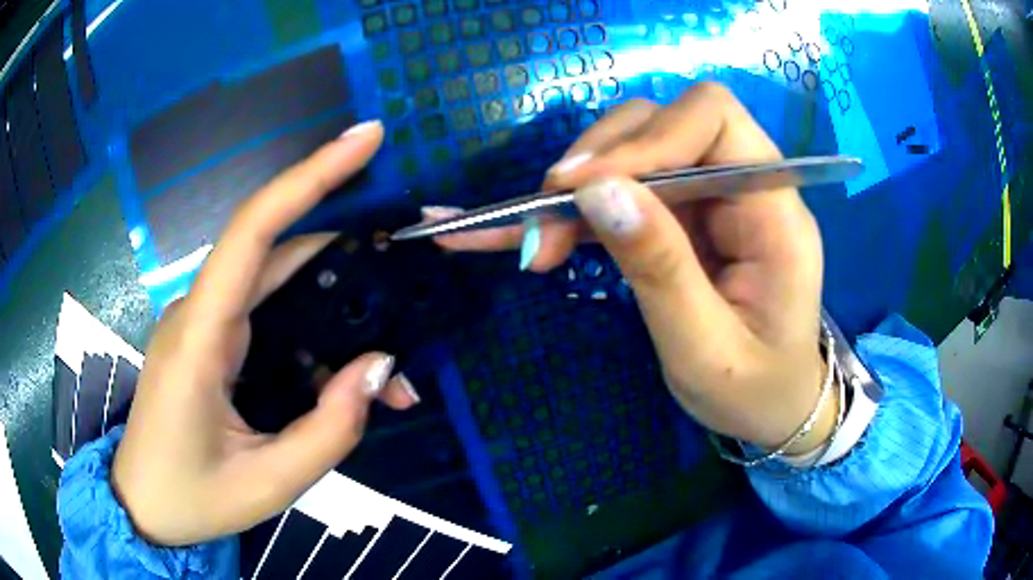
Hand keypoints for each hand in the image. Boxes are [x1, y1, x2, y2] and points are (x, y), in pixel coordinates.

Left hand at [112, 121, 419, 546]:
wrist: (144, 508)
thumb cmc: (192, 499)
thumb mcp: (268, 484)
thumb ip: (329, 431)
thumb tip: (380, 368)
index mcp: (199, 338)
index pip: (254, 230)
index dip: (311, 175)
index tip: (365, 138)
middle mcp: (200, 314)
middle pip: (278, 253)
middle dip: (349, 258)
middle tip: (410, 281)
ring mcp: (203, 326)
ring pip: (278, 288)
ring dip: (336, 310)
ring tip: (388, 363)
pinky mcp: (210, 344)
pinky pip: (267, 319)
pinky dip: (312, 339)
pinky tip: (342, 377)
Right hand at [432, 83, 834, 452]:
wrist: (773, 406)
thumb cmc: (754, 391)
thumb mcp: (706, 349)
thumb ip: (659, 267)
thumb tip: (596, 190)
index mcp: (774, 210)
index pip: (713, 118)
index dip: (646, 137)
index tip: (581, 187)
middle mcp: (744, 185)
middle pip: (663, 123)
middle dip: (596, 163)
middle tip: (542, 223)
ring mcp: (712, 199)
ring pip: (634, 152)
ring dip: (577, 189)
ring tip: (536, 241)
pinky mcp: (685, 218)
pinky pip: (626, 193)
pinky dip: (578, 211)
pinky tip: (538, 238)